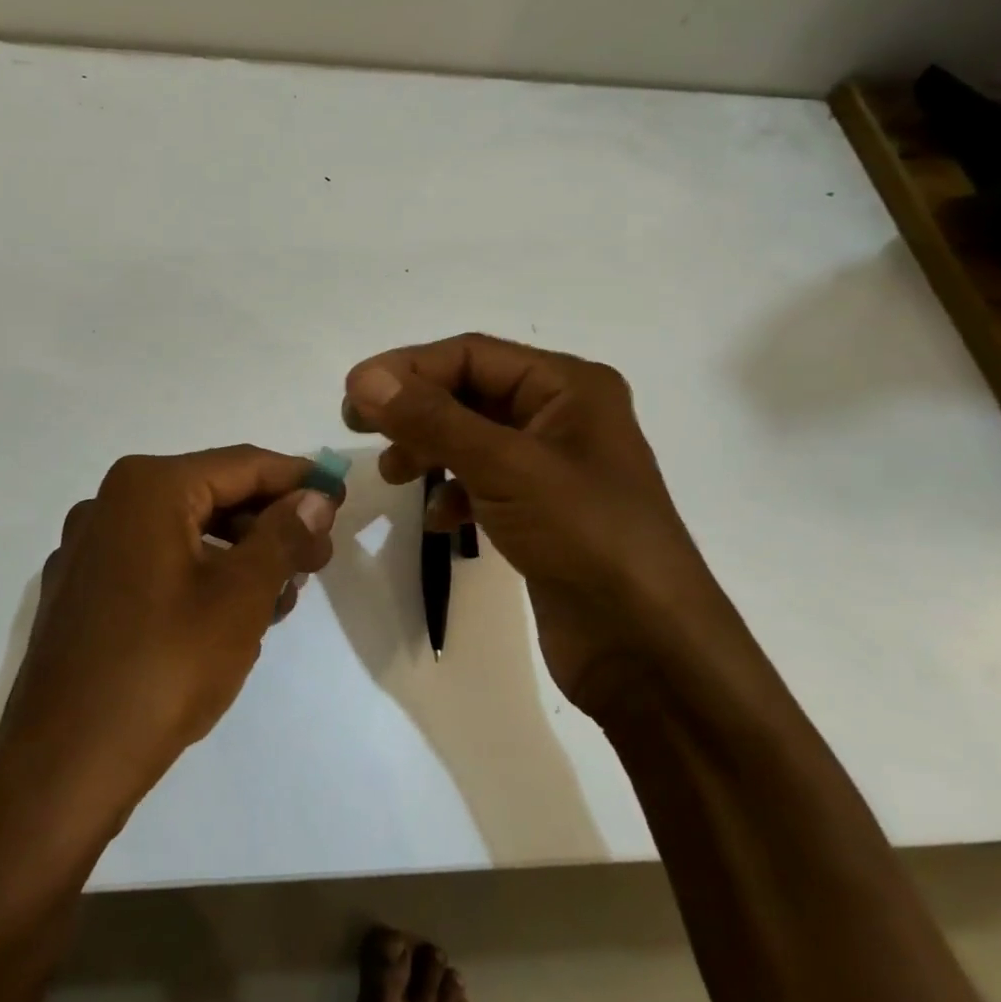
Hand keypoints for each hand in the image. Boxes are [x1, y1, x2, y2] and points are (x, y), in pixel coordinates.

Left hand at [0, 447, 339, 807]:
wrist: (63, 765)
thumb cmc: (163, 668)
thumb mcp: (241, 597)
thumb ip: (283, 536)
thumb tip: (315, 497)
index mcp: (147, 488)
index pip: (242, 464)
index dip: (298, 479)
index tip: (339, 499)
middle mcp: (109, 503)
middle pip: (210, 494)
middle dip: (269, 523)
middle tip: (317, 560)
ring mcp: (87, 548)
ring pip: (183, 531)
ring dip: (237, 553)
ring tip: (281, 596)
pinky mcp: (80, 590)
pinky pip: (153, 562)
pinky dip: (197, 574)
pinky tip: (228, 615)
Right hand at [342, 334, 745, 715]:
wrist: (648, 647)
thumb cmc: (585, 536)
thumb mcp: (504, 467)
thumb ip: (432, 419)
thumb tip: (363, 378)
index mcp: (569, 386)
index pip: (471, 354)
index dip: (408, 368)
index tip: (352, 393)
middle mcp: (563, 416)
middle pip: (469, 392)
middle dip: (414, 409)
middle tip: (358, 427)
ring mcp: (553, 467)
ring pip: (472, 438)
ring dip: (428, 449)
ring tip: (392, 475)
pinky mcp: (542, 511)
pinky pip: (484, 482)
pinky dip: (453, 492)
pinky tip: (437, 519)